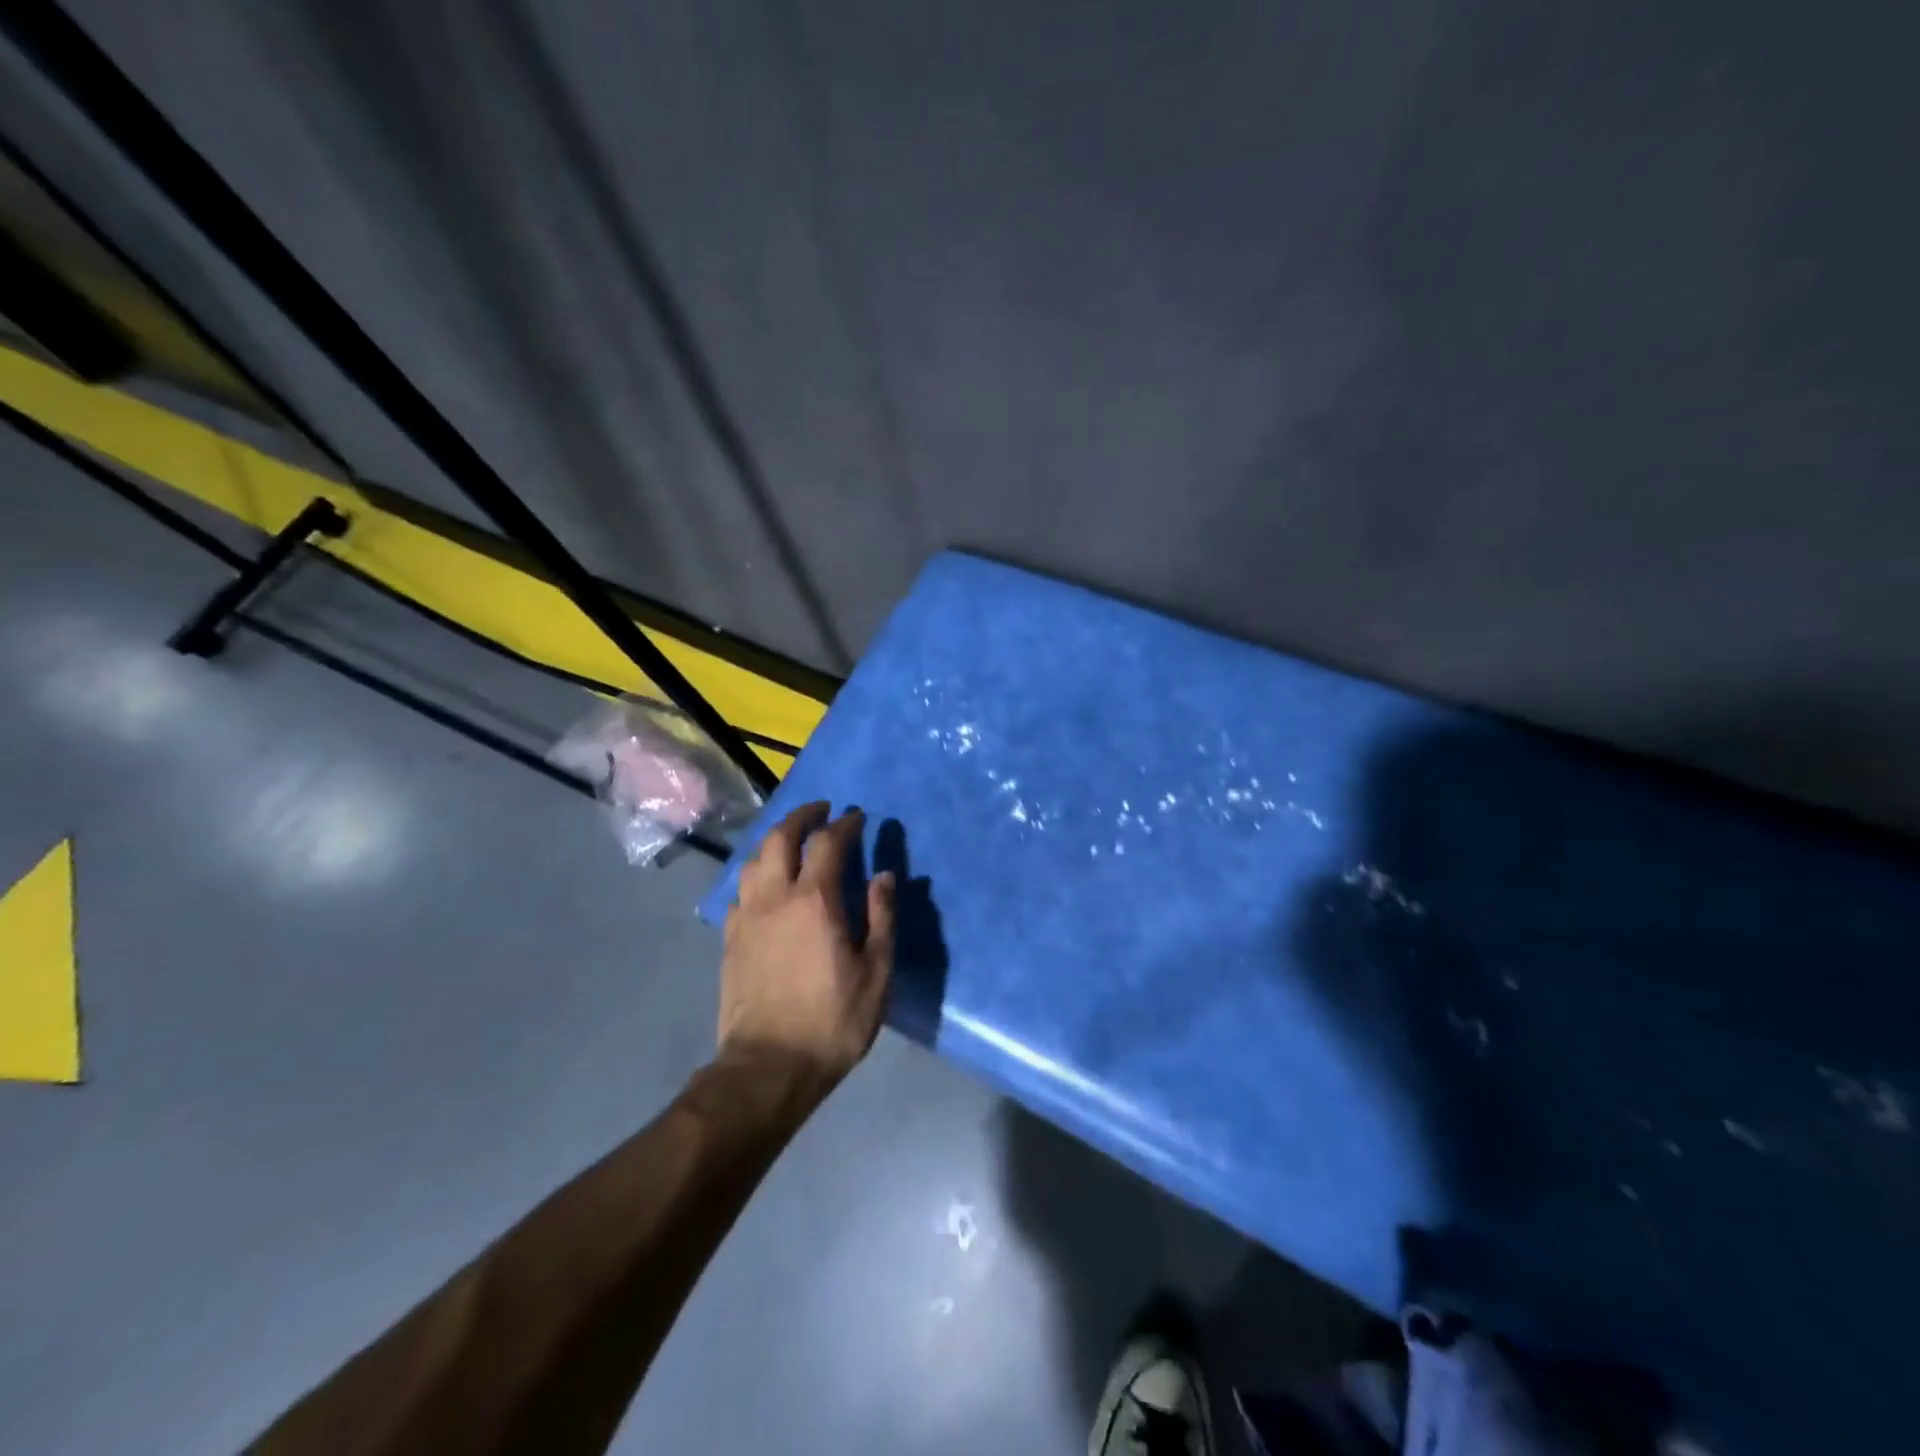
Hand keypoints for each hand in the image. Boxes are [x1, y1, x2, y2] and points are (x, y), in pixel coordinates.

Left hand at [718, 802, 895, 1091]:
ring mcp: (746, 916)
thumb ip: (881, 917)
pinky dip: (756, 874)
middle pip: (781, 837)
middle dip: (802, 816)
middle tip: (820, 810)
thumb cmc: (833, 1021)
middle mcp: (775, 897)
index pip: (828, 843)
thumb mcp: (876, 973)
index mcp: (815, 900)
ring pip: (754, 859)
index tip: (857, 817)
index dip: (844, 824)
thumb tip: (884, 875)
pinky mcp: (730, 938)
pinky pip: (740, 890)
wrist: (768, 1066)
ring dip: (774, 840)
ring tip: (792, 841)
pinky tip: (765, 885)